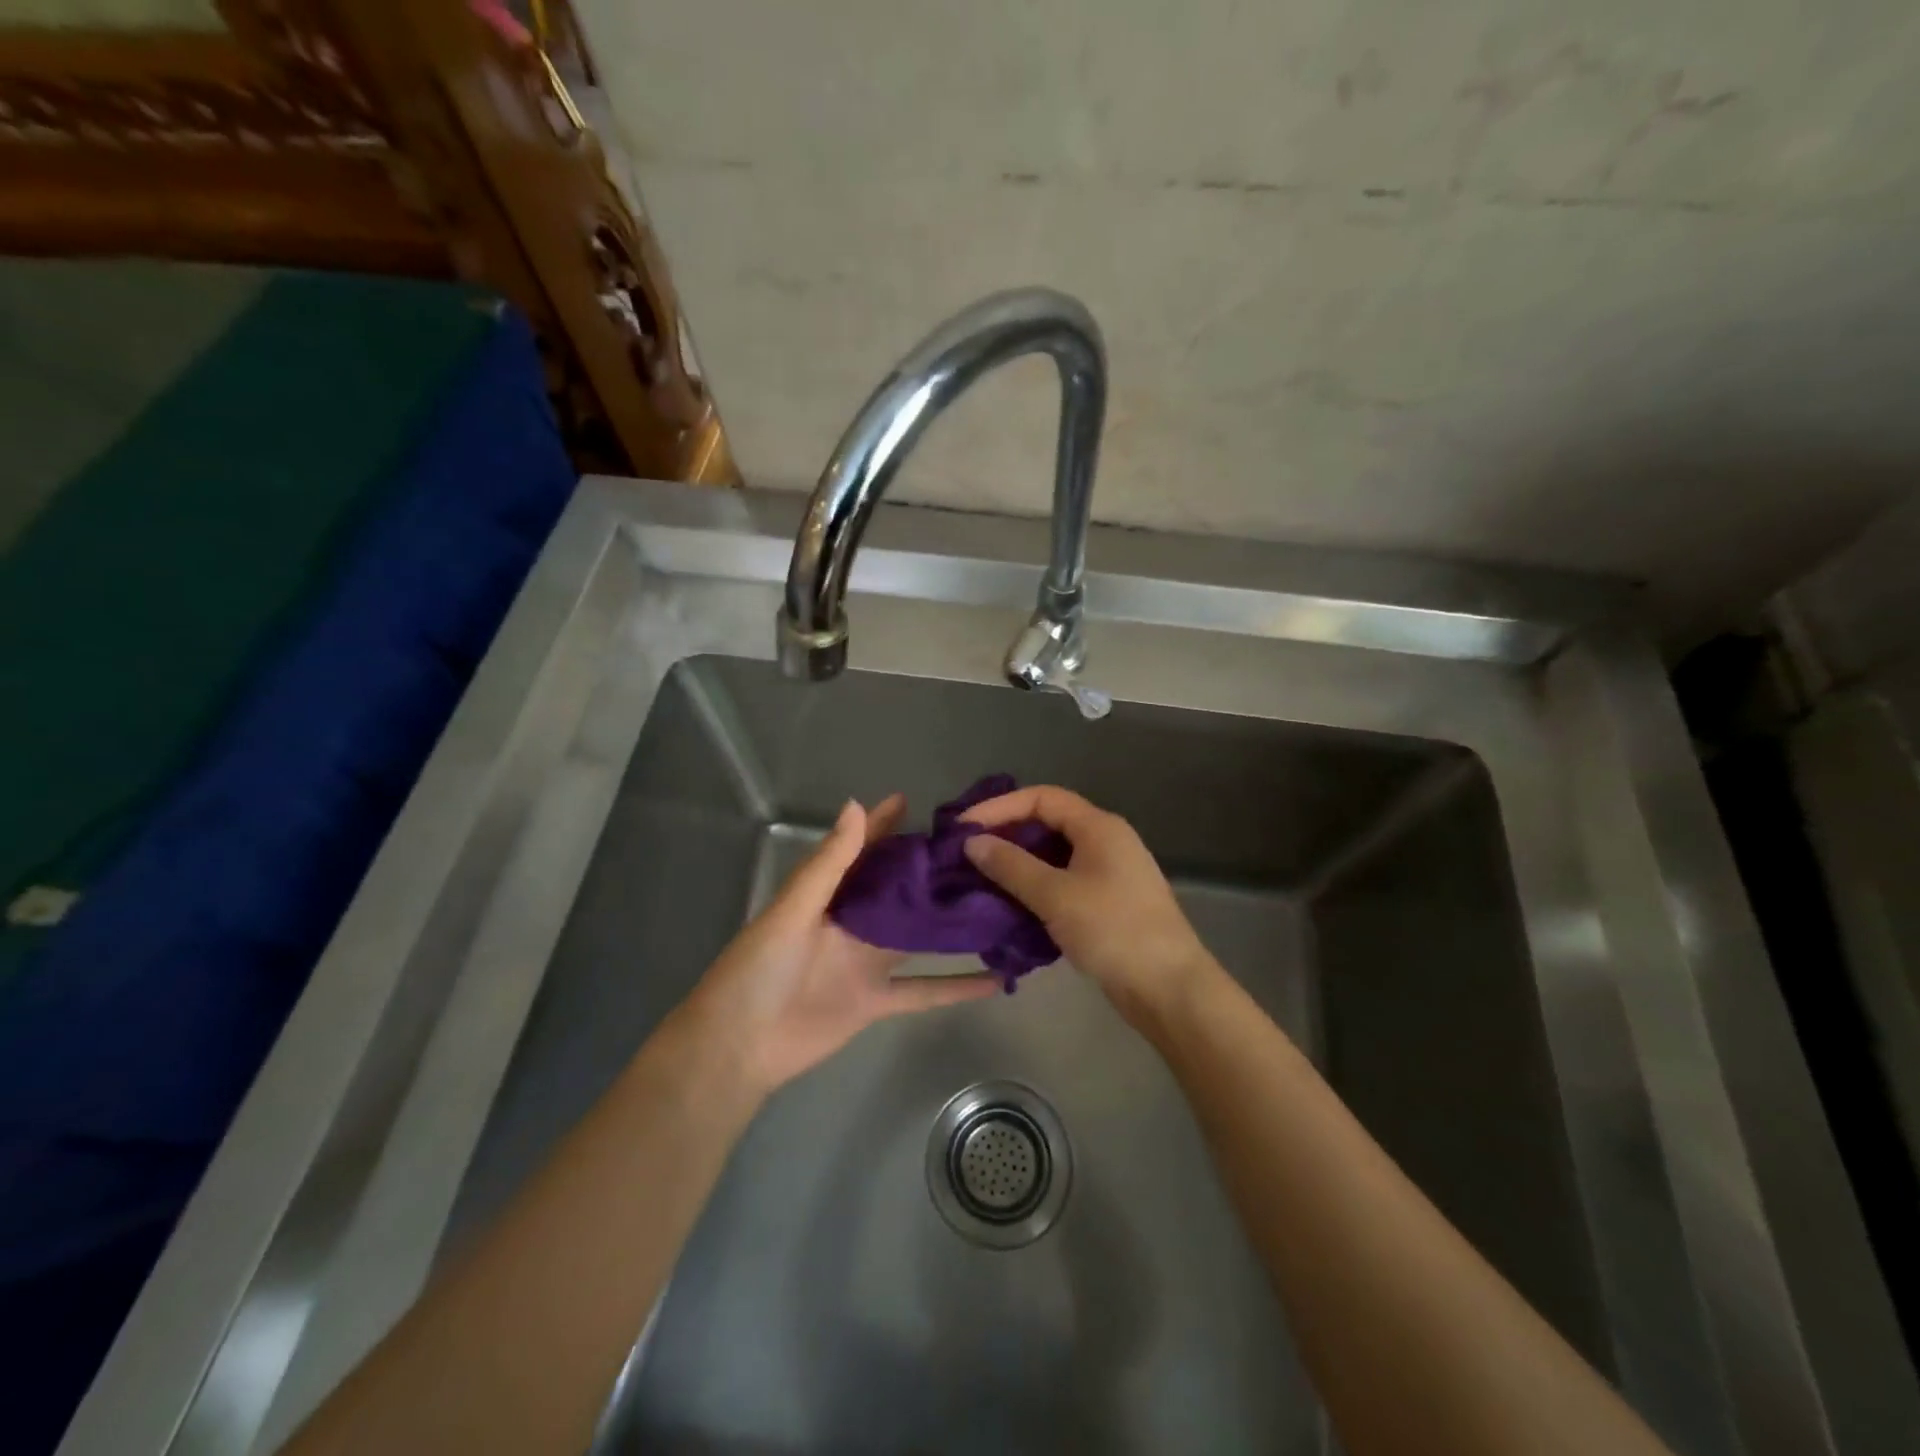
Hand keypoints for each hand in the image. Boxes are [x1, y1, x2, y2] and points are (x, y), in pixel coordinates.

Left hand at [689, 795, 997, 1091]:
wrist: (738, 1047)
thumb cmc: (757, 970)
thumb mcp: (792, 911)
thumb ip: (829, 863)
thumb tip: (856, 805)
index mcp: (827, 897)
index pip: (861, 851)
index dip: (882, 826)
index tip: (914, 803)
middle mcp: (852, 924)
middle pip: (897, 891)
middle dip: (929, 871)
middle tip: (976, 851)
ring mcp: (867, 963)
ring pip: (918, 935)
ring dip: (950, 922)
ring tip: (995, 902)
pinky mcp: (877, 1002)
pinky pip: (923, 991)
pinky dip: (956, 987)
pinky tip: (995, 978)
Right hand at [962, 785, 1214, 1026]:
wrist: (1169, 988)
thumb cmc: (1113, 931)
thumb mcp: (1055, 895)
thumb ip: (1011, 866)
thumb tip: (973, 842)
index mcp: (1099, 827)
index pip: (1042, 798)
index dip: (1000, 807)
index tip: (963, 827)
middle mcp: (1106, 841)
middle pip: (1048, 823)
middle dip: (1006, 834)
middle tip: (967, 853)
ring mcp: (1110, 873)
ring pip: (1054, 855)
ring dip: (1018, 863)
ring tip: (981, 878)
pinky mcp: (1108, 903)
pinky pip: (1063, 881)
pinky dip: (1035, 887)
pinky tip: (1011, 904)